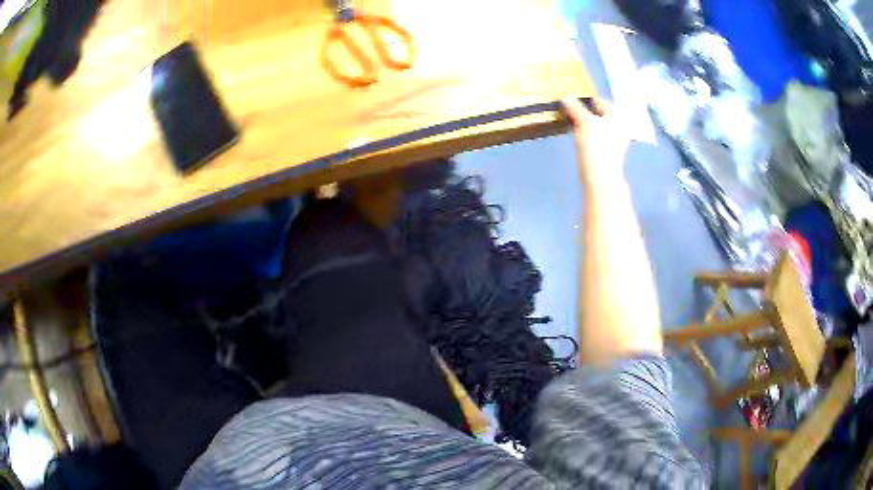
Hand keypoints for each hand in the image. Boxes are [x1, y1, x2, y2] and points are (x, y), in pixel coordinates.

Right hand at [561, 97, 628, 188]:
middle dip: (585, 113)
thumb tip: (566, 96)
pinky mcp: (609, 153)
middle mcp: (620, 126)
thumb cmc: (596, 145)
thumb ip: (575, 108)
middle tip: (569, 113)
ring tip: (572, 125)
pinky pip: (598, 138)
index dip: (584, 100)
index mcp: (617, 116)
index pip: (599, 101)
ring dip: (586, 125)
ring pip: (598, 127)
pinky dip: (588, 136)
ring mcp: (616, 141)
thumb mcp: (584, 122)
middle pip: (599, 114)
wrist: (601, 177)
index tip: (570, 103)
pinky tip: (580, 139)